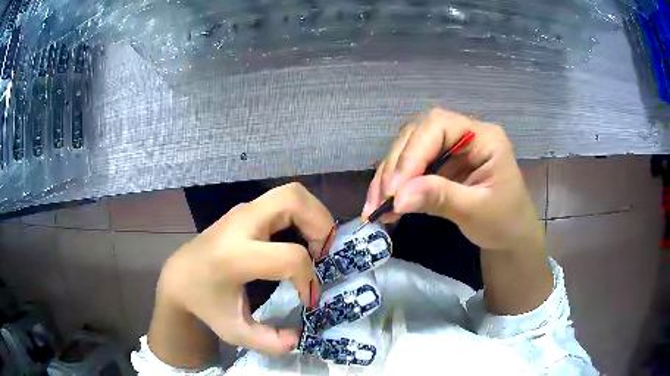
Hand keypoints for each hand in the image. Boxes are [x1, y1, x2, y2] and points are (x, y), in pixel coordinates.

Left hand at [149, 183, 332, 366]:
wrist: (180, 275)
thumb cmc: (205, 303)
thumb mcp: (234, 332)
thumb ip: (269, 342)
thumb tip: (300, 338)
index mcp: (234, 256)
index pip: (289, 257)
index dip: (309, 279)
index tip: (309, 299)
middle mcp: (240, 224)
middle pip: (293, 200)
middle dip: (321, 224)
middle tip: (325, 254)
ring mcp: (243, 212)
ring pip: (292, 193)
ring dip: (314, 216)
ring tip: (317, 247)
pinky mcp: (246, 210)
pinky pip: (284, 200)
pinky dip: (303, 215)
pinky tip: (302, 240)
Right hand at [362, 108, 542, 253]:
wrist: (511, 236)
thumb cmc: (504, 222)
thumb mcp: (477, 211)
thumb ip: (440, 198)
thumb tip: (397, 198)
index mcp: (484, 137)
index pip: (438, 126)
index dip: (413, 153)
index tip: (395, 189)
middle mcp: (465, 134)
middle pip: (418, 134)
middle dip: (396, 166)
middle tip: (380, 200)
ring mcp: (451, 148)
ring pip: (409, 149)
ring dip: (389, 177)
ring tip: (376, 207)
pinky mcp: (441, 164)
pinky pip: (412, 168)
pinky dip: (395, 186)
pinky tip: (385, 206)